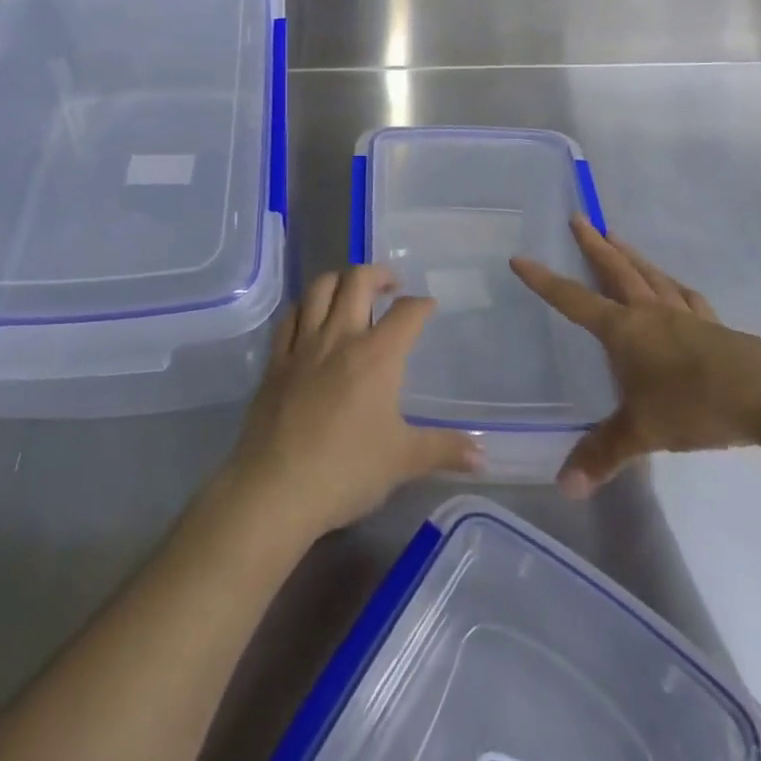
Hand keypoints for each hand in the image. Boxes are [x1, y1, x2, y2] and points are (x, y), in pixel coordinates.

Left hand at [220, 265, 481, 544]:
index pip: (406, 313)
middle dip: (378, 273)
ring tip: (351, 290)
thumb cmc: (347, 470)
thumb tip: (483, 454)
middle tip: (391, 284)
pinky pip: (290, 317)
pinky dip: (304, 307)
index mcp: (376, 356)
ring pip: (319, 288)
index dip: (421, 304)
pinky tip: (310, 316)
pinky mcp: (276, 360)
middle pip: (357, 281)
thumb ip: (444, 450)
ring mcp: (303, 345)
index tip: (428, 306)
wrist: (277, 487)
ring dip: (339, 279)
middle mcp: (340, 337)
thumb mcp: (403, 461)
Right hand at [512, 218, 760, 497]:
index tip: (520, 258)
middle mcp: (651, 313)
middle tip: (579, 218)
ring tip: (618, 238)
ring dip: (632, 255)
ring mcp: (687, 317)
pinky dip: (675, 287)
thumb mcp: (643, 432)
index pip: (574, 300)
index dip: (545, 281)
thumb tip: (564, 488)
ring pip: (652, 276)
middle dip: (594, 245)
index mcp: (625, 330)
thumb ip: (604, 454)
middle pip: (617, 270)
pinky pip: (688, 298)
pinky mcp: (718, 329)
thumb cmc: (695, 405)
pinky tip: (677, 288)